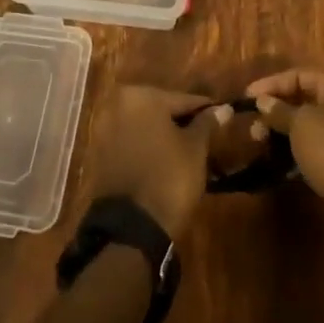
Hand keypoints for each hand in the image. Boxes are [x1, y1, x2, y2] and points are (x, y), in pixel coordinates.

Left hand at [87, 86, 229, 241]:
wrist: (131, 227)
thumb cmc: (169, 178)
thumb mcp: (195, 149)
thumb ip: (207, 124)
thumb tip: (223, 108)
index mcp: (141, 95)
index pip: (182, 99)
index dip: (205, 110)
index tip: (222, 116)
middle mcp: (118, 104)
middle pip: (161, 109)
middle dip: (182, 122)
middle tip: (206, 137)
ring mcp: (106, 128)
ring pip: (145, 126)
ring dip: (164, 135)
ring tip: (188, 152)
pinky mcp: (100, 152)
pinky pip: (131, 142)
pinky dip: (147, 147)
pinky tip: (165, 162)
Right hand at [245, 70, 323, 239]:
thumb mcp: (300, 123)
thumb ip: (278, 110)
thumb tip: (262, 101)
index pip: (299, 75)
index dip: (271, 84)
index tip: (247, 97)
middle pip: (303, 100)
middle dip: (275, 110)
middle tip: (252, 124)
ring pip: (306, 126)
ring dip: (281, 131)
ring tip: (258, 141)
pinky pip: (312, 148)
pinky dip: (293, 150)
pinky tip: (275, 159)